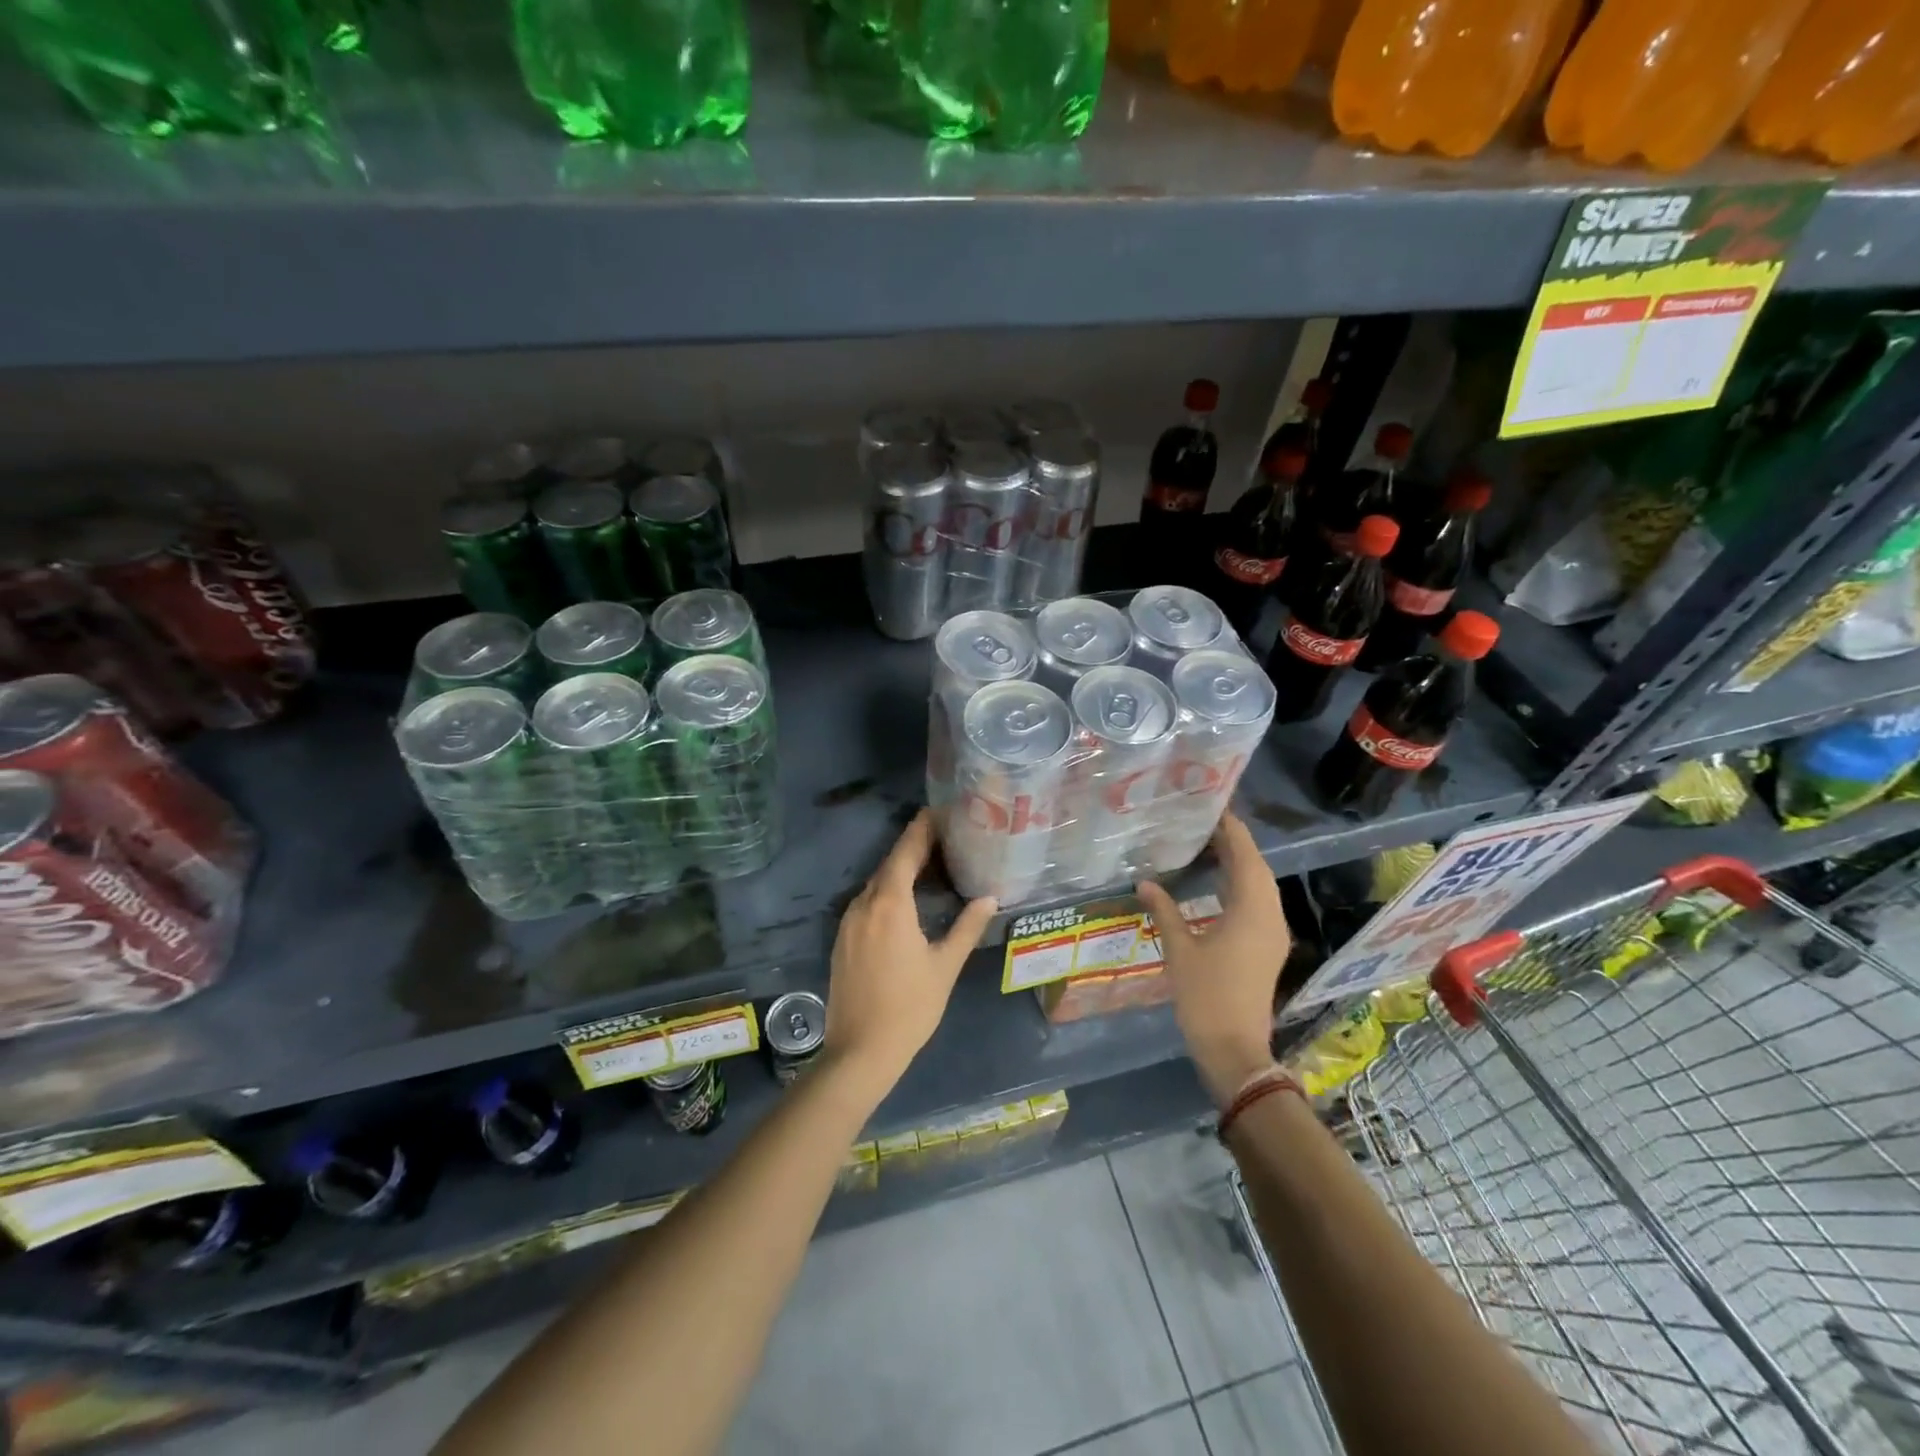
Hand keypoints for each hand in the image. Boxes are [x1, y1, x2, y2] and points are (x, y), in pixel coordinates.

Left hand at [823, 810, 995, 1093]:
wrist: (859, 1052)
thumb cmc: (910, 1007)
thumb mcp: (945, 966)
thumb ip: (967, 927)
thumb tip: (989, 897)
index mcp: (890, 904)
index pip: (906, 852)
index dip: (921, 828)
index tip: (938, 810)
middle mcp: (864, 904)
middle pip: (890, 865)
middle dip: (914, 847)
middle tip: (944, 836)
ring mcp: (848, 922)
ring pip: (876, 884)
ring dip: (899, 870)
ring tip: (929, 864)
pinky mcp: (842, 940)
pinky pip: (866, 902)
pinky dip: (887, 892)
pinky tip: (904, 901)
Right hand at [1136, 811, 1288, 1106]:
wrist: (1235, 1051)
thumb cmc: (1206, 998)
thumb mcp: (1179, 951)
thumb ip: (1164, 912)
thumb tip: (1145, 882)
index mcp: (1251, 912)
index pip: (1246, 858)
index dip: (1232, 831)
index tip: (1214, 808)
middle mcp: (1270, 917)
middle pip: (1258, 869)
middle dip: (1236, 844)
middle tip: (1205, 824)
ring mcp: (1273, 934)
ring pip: (1261, 886)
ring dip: (1240, 864)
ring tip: (1209, 846)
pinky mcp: (1268, 948)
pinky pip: (1259, 903)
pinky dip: (1241, 886)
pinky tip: (1217, 885)